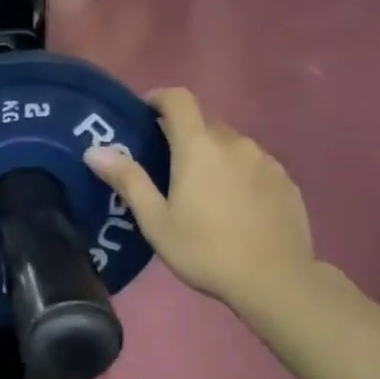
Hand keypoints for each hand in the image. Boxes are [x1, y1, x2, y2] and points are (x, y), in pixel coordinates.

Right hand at [84, 88, 314, 313]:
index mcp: (198, 147)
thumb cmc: (205, 251)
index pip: (178, 99)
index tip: (144, 113)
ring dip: (212, 156)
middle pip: (203, 124)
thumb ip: (128, 180)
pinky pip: (253, 164)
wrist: (275, 280)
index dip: (158, 98)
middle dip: (182, 136)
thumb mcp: (156, 221)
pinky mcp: (285, 180)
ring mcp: (265, 160)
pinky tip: (234, 206)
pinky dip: (237, 173)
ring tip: (202, 192)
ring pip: (230, 145)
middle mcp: (234, 142)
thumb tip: (94, 150)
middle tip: (166, 167)